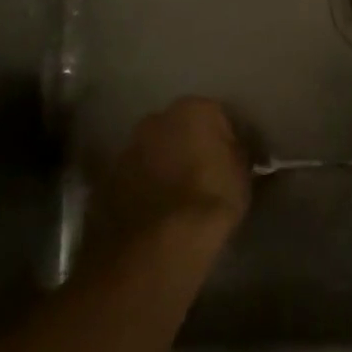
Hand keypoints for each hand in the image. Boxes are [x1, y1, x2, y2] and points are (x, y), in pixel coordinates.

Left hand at [95, 97, 252, 253]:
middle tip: (205, 174)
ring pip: (154, 150)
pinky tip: (157, 208)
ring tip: (179, 195)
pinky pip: (136, 175)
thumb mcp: (243, 175)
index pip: (218, 115)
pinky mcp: (109, 177)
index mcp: (193, 109)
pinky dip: (145, 185)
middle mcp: (156, 118)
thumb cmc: (212, 200)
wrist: (159, 242)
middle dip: (190, 145)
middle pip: (180, 128)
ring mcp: (128, 147)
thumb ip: (239, 154)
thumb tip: (236, 152)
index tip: (233, 160)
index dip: (227, 139)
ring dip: (165, 164)